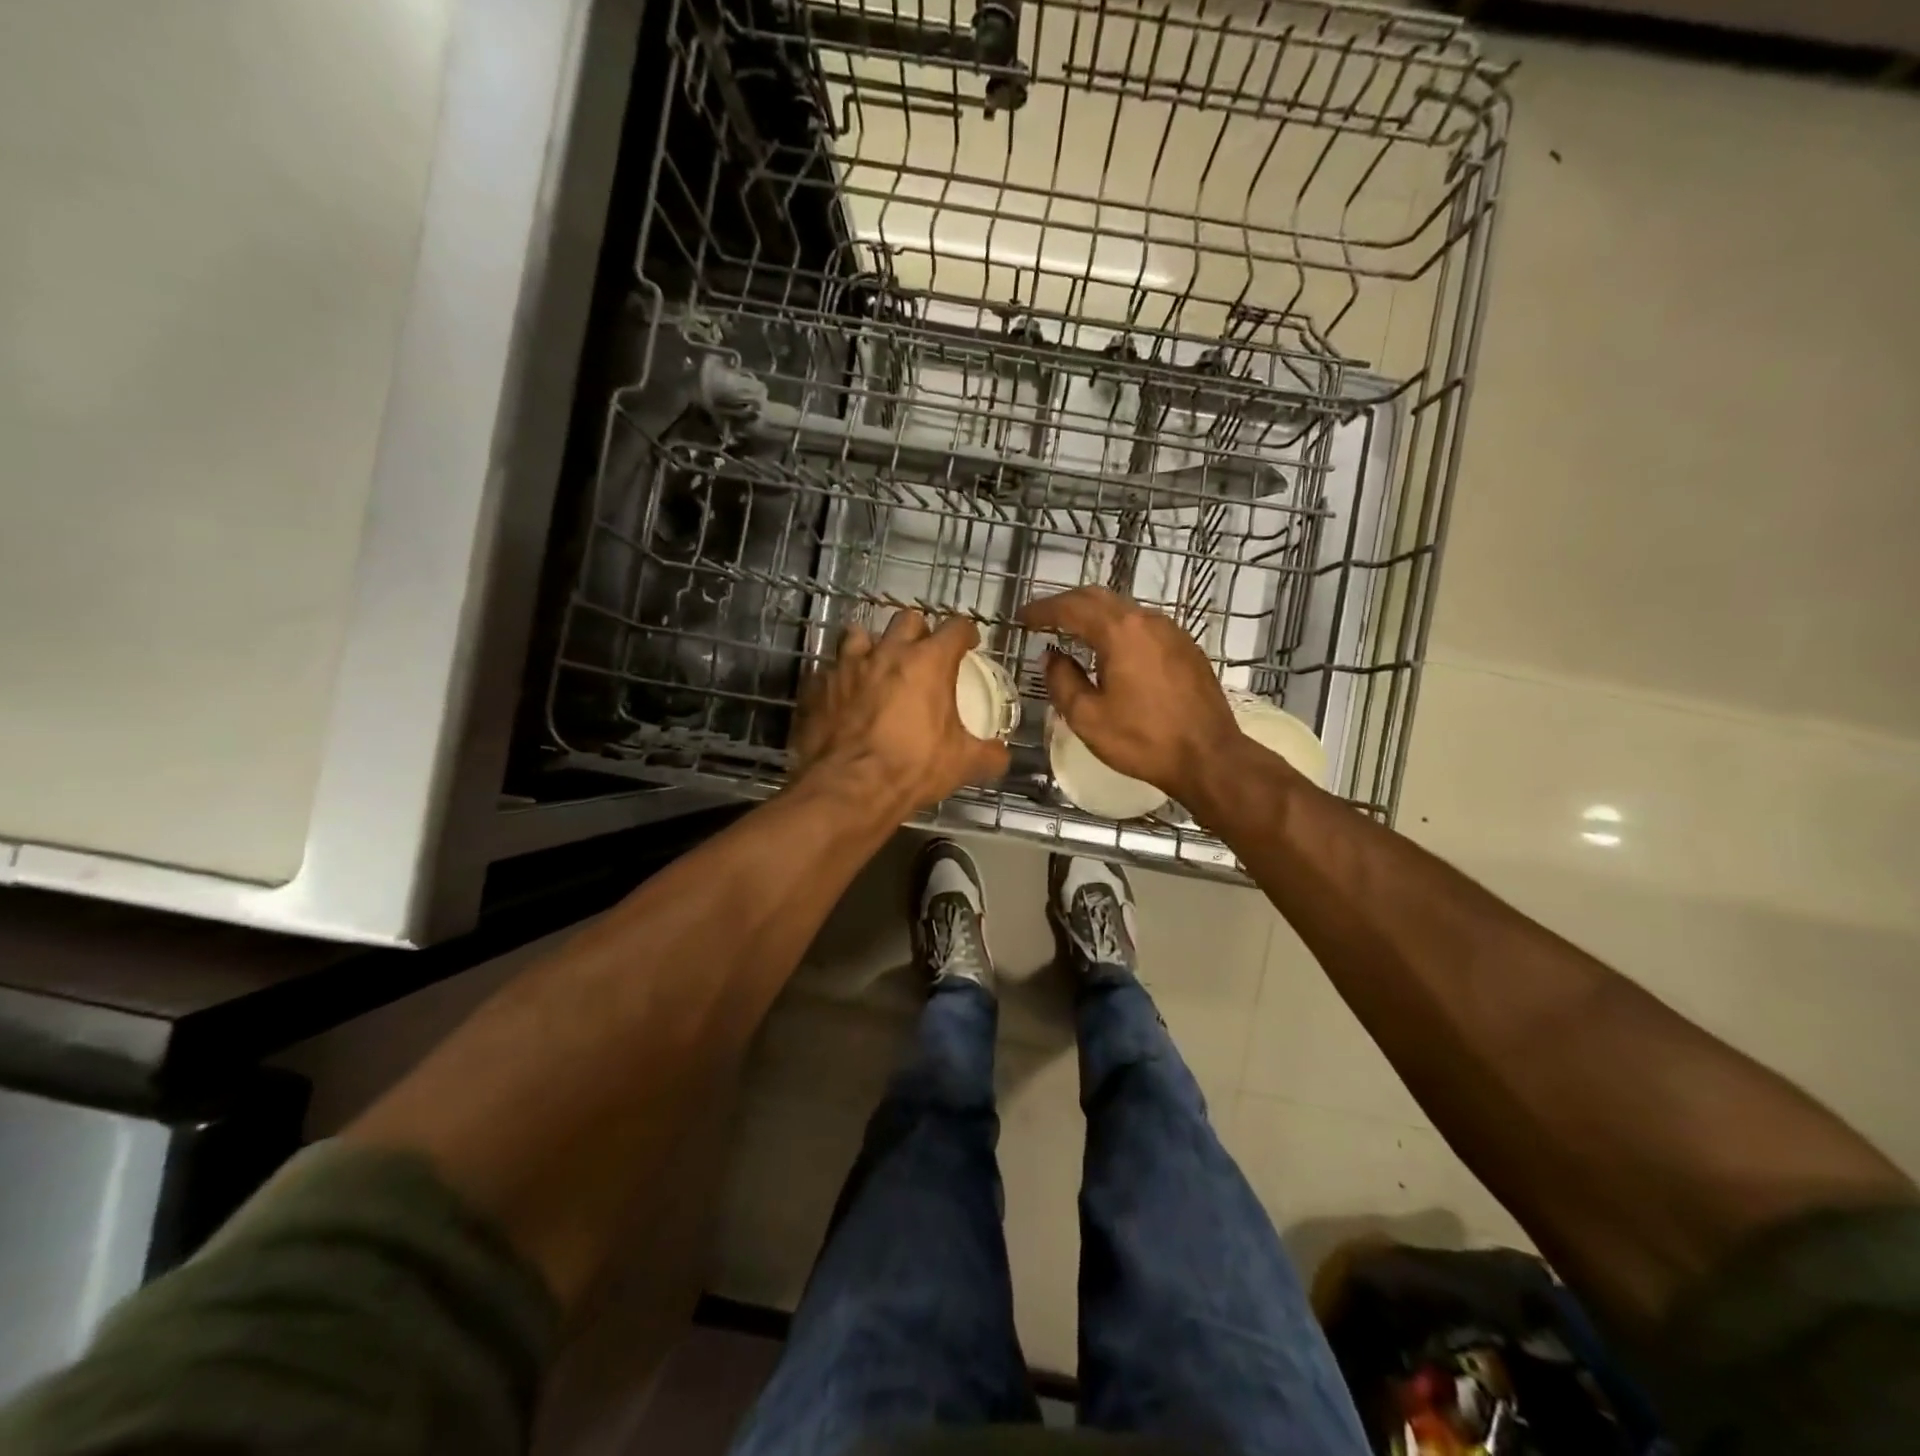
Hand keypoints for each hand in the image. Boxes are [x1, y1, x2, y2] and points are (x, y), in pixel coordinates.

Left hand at [790, 610, 1010, 816]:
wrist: (848, 788)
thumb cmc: (912, 768)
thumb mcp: (962, 764)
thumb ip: (988, 755)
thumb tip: (1002, 756)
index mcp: (928, 662)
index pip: (955, 628)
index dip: (966, 633)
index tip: (969, 644)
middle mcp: (887, 652)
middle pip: (906, 620)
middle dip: (918, 632)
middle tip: (922, 654)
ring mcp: (847, 666)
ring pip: (859, 634)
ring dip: (872, 645)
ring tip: (876, 665)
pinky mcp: (817, 685)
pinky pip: (830, 669)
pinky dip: (840, 678)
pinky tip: (844, 696)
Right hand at [1018, 586, 1240, 804]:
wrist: (1208, 757)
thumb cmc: (1143, 740)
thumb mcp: (1088, 717)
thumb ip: (1062, 681)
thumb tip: (1052, 658)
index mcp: (1120, 632)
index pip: (1071, 608)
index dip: (1042, 610)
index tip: (1021, 617)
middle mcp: (1147, 620)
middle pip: (1098, 598)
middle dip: (1066, 604)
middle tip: (1042, 618)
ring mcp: (1171, 631)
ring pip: (1123, 609)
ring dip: (1093, 615)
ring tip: (1071, 632)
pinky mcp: (1186, 647)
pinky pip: (1142, 626)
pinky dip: (1117, 628)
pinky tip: (1110, 650)